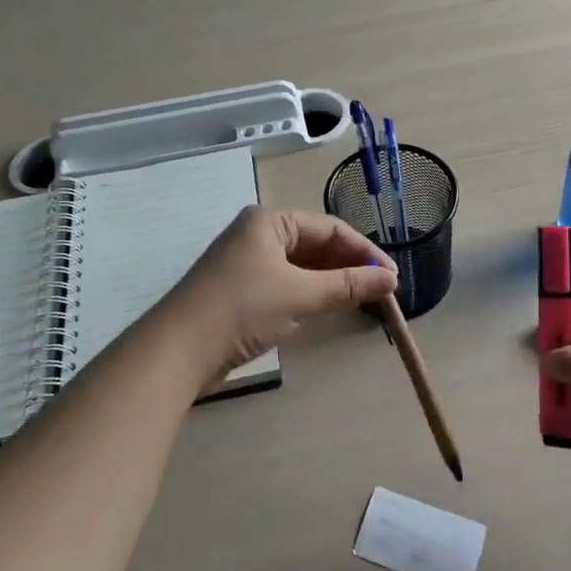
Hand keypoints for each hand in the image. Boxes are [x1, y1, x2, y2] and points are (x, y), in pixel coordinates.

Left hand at [171, 207, 397, 375]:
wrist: (178, 350)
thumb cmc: (242, 308)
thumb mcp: (301, 294)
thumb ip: (348, 285)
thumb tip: (391, 280)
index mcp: (270, 220)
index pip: (330, 228)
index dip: (364, 252)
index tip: (392, 278)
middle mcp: (258, 234)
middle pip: (316, 245)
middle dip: (349, 266)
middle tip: (381, 291)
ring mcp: (247, 262)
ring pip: (302, 266)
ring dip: (331, 281)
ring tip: (362, 299)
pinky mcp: (240, 290)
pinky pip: (286, 283)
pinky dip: (309, 293)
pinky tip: (327, 307)